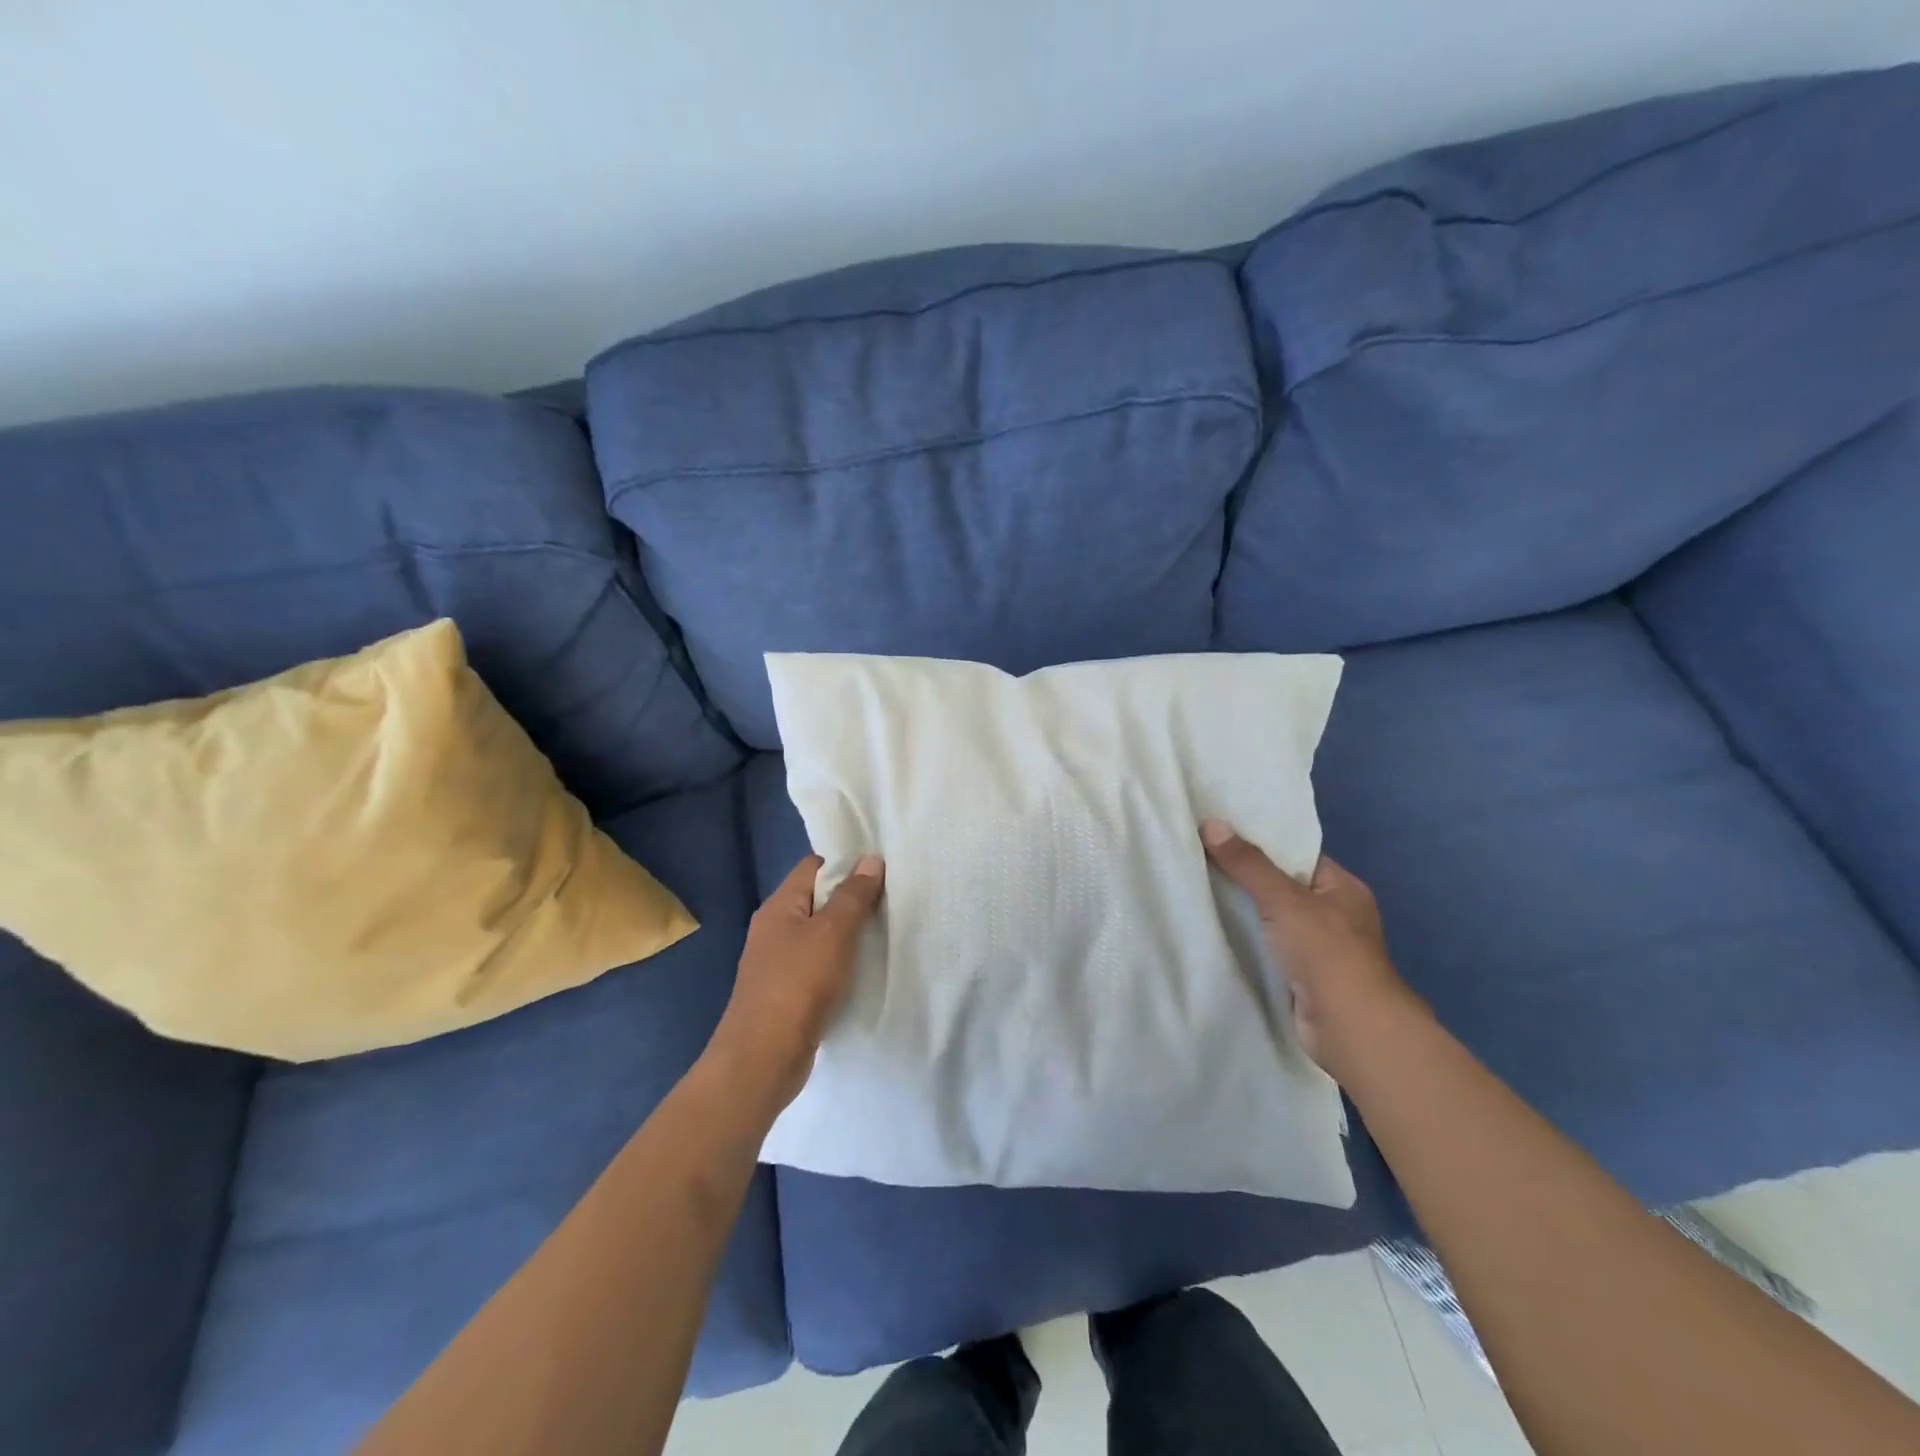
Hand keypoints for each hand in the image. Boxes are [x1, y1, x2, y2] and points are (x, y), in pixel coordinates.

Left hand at [704, 853, 884, 1120]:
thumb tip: (870, 859)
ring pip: (819, 934)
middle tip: (891, 902)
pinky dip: (840, 963)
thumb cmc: (798, 985)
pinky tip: (863, 971)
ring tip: (884, 933)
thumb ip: (853, 896)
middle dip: (851, 899)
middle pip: (817, 899)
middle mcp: (774, 928)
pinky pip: (818, 965)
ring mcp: (777, 962)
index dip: (845, 863)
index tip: (880, 871)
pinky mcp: (786, 992)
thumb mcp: (832, 933)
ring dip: (848, 934)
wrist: (762, 1059)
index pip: (813, 866)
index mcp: (779, 906)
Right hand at [1201, 820, 1422, 1079]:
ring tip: (1197, 890)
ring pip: (1272, 920)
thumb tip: (1211, 824)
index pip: (1298, 856)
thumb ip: (1248, 864)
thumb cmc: (1326, 952)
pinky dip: (1246, 943)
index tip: (1222, 835)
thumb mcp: (1284, 899)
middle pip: (1282, 887)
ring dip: (1243, 913)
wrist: (1350, 1027)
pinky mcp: (1302, 977)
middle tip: (1200, 860)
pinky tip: (1213, 932)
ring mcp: (1320, 949)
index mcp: (1342, 889)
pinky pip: (1267, 949)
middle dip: (1246, 879)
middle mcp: (1335, 916)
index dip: (1262, 844)